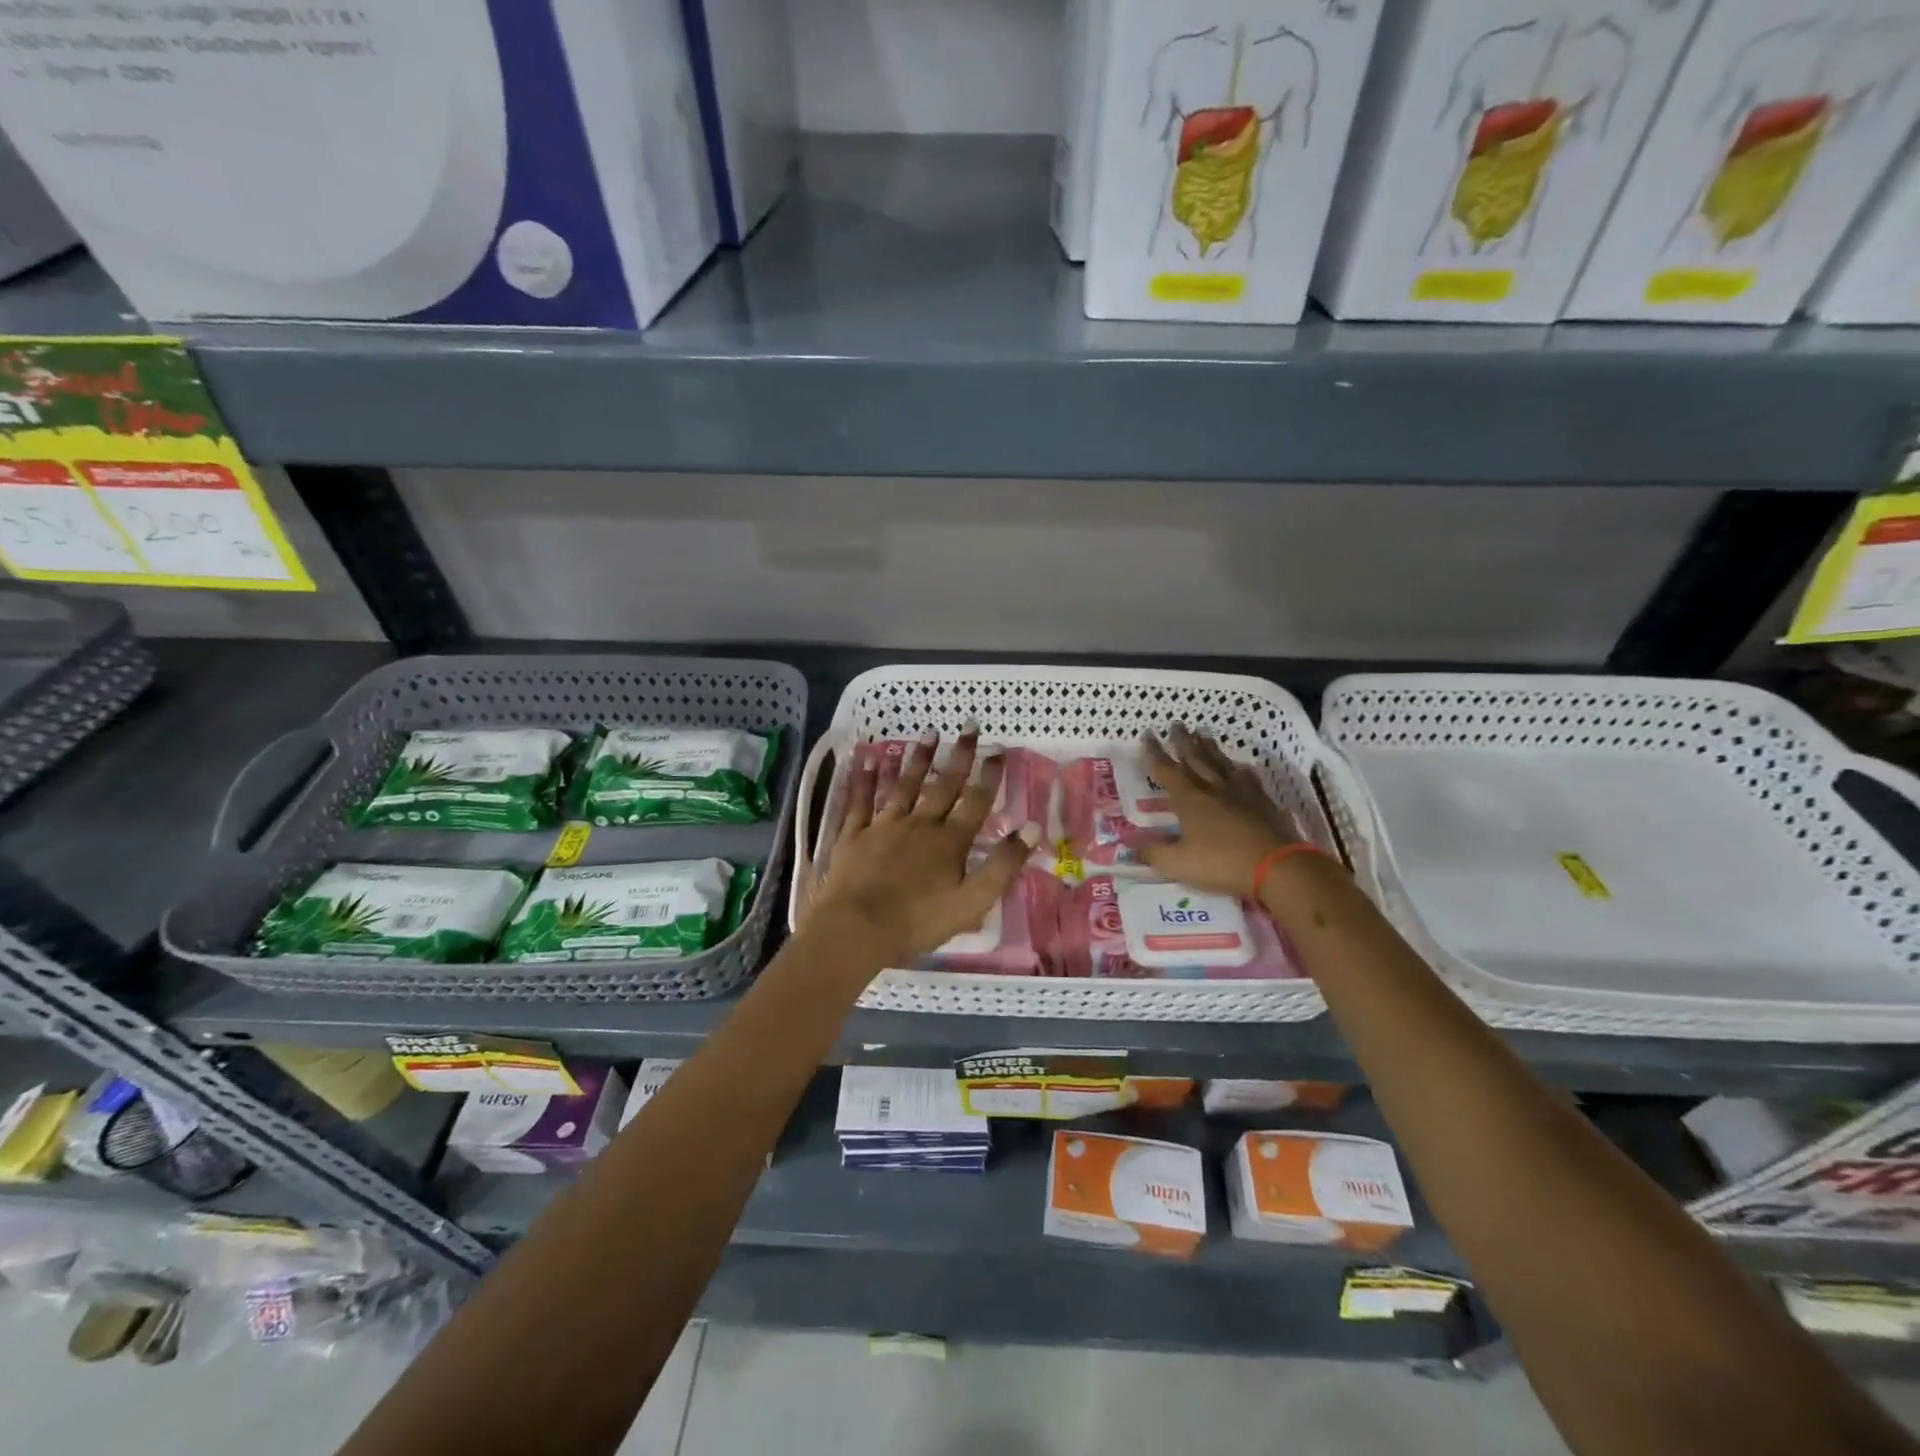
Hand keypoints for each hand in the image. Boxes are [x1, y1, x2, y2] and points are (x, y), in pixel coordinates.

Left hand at [809, 729, 1038, 964]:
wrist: (857, 929)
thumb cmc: (918, 921)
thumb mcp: (972, 901)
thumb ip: (1003, 865)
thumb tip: (1032, 828)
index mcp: (950, 842)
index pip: (975, 801)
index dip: (989, 775)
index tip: (998, 747)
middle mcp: (920, 824)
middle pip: (943, 785)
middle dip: (958, 755)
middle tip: (968, 725)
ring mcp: (884, 826)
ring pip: (905, 785)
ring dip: (918, 758)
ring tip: (929, 731)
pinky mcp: (854, 834)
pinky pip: (861, 800)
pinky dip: (865, 778)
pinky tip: (868, 757)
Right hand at [1134, 725, 1299, 899]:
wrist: (1278, 866)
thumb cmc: (1222, 864)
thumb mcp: (1178, 864)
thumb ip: (1153, 854)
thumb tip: (1130, 847)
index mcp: (1189, 799)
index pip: (1166, 770)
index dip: (1154, 752)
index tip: (1147, 734)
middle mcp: (1213, 788)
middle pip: (1195, 758)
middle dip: (1183, 741)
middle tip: (1176, 724)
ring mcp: (1241, 793)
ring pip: (1221, 763)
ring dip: (1210, 747)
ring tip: (1203, 733)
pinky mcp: (1263, 802)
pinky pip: (1248, 778)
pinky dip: (1240, 769)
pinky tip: (1240, 766)